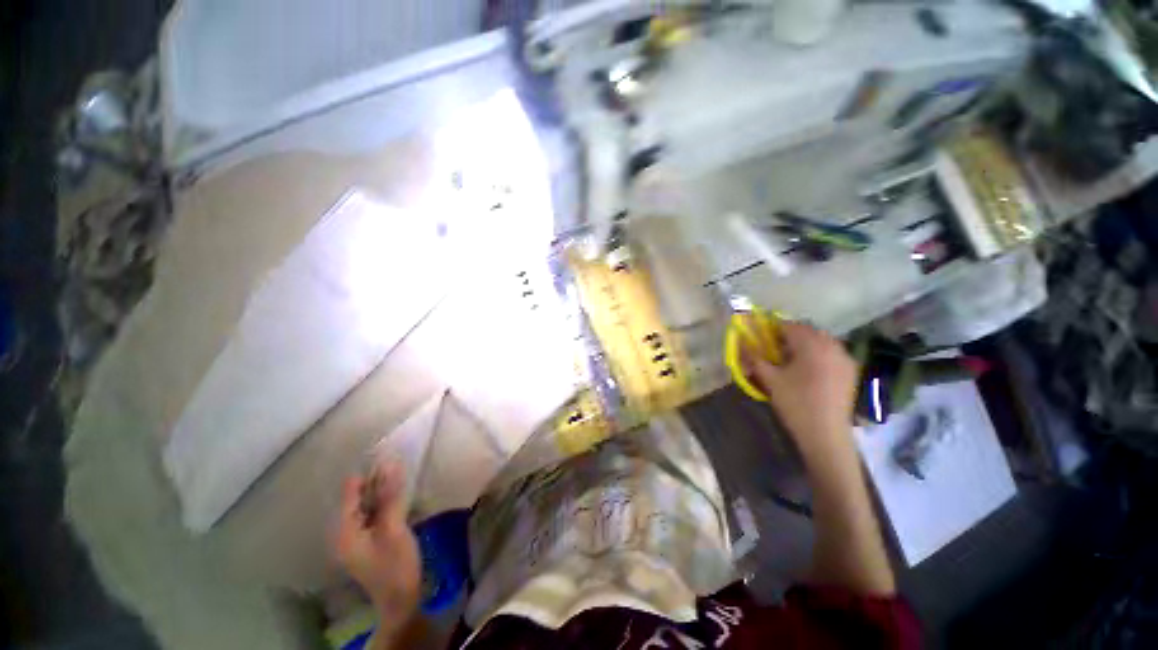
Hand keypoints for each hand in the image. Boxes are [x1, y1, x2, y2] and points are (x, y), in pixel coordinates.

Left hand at [335, 457, 421, 631]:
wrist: (401, 599)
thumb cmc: (395, 565)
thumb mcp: (394, 528)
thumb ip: (390, 496)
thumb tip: (391, 463)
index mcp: (345, 530)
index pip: (351, 492)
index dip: (366, 471)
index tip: (384, 450)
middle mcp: (346, 531)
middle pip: (358, 496)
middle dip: (376, 477)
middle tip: (396, 455)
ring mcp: (358, 536)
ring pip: (368, 503)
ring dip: (382, 487)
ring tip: (400, 468)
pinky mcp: (370, 538)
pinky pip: (375, 511)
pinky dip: (386, 500)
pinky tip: (399, 490)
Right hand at [741, 320, 859, 459]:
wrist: (825, 434)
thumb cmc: (795, 403)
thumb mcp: (769, 379)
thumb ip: (755, 357)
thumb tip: (742, 342)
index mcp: (811, 345)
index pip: (789, 325)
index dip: (773, 328)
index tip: (762, 336)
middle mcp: (832, 345)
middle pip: (807, 330)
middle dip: (790, 334)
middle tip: (775, 348)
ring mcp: (844, 357)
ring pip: (821, 339)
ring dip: (805, 342)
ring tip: (791, 358)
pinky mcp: (850, 370)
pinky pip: (832, 351)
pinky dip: (818, 352)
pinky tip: (809, 368)